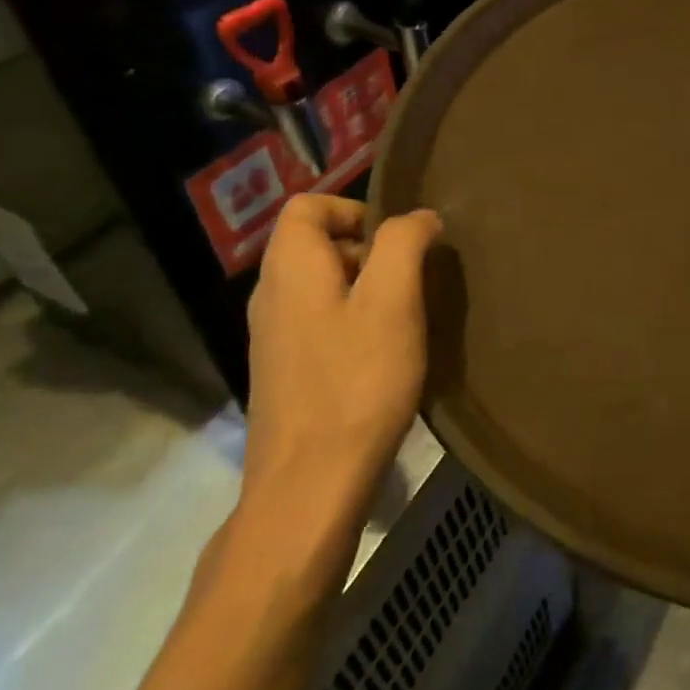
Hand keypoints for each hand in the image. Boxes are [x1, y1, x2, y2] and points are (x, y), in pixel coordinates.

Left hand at [242, 196, 442, 525]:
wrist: (311, 484)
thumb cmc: (357, 382)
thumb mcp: (392, 301)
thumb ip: (404, 244)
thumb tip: (420, 217)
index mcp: (290, 268)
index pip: (308, 206)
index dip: (355, 208)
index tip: (399, 240)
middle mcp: (270, 296)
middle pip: (314, 244)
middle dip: (368, 250)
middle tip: (414, 280)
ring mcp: (272, 339)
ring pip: (320, 287)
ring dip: (365, 289)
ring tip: (406, 317)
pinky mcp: (284, 374)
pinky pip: (318, 323)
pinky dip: (352, 322)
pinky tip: (384, 355)